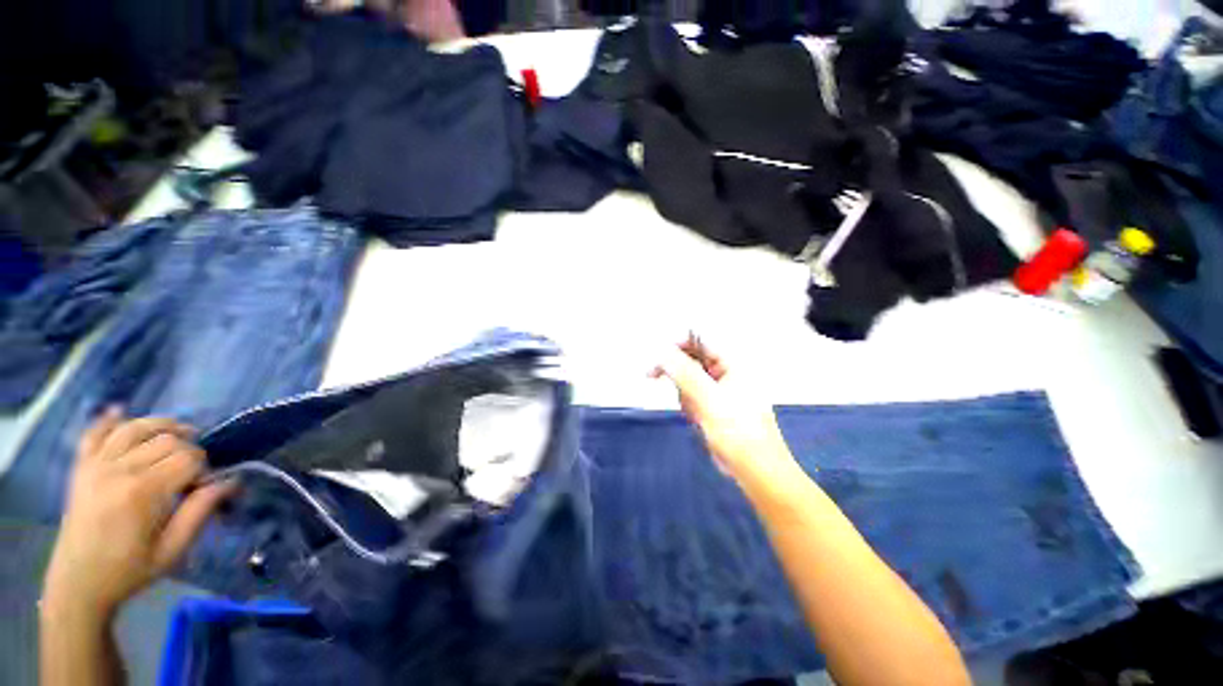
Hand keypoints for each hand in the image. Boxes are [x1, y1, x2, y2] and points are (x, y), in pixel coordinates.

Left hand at [43, 409, 234, 620]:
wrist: (79, 584)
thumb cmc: (130, 571)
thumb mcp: (172, 550)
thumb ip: (200, 512)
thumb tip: (229, 482)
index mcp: (142, 493)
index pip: (189, 458)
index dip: (205, 468)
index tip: (205, 487)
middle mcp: (119, 470)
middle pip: (166, 439)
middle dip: (189, 449)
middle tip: (192, 473)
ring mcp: (95, 466)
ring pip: (135, 428)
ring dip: (161, 426)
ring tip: (178, 436)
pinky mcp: (81, 468)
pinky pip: (94, 433)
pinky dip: (108, 420)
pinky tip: (121, 412)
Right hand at [651, 335, 796, 482]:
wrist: (755, 470)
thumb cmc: (738, 433)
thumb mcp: (709, 400)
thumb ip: (685, 373)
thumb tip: (661, 351)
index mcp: (732, 363)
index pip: (700, 339)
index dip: (676, 342)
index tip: (655, 354)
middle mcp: (726, 371)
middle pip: (691, 357)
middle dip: (676, 371)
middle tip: (651, 375)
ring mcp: (720, 388)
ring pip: (688, 377)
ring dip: (683, 392)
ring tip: (693, 412)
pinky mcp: (713, 403)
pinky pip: (691, 394)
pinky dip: (688, 404)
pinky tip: (696, 419)